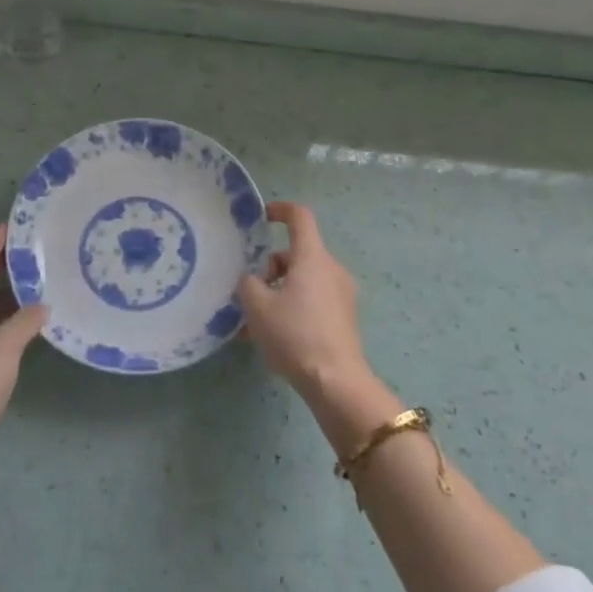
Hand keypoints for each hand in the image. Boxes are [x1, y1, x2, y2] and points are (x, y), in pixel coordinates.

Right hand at [237, 203, 401, 459]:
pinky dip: (293, 308)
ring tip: (255, 323)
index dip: (280, 210)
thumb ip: (248, 284)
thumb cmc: (295, 334)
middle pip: (297, 254)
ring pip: (304, 280)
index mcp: (312, 257)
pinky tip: (273, 338)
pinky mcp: (344, 318)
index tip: (262, 217)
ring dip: (279, 292)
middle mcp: (331, 269)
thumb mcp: (257, 307)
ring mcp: (342, 294)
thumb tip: (251, 280)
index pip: (300, 217)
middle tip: (250, 293)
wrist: (336, 382)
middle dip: (271, 268)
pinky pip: (313, 301)